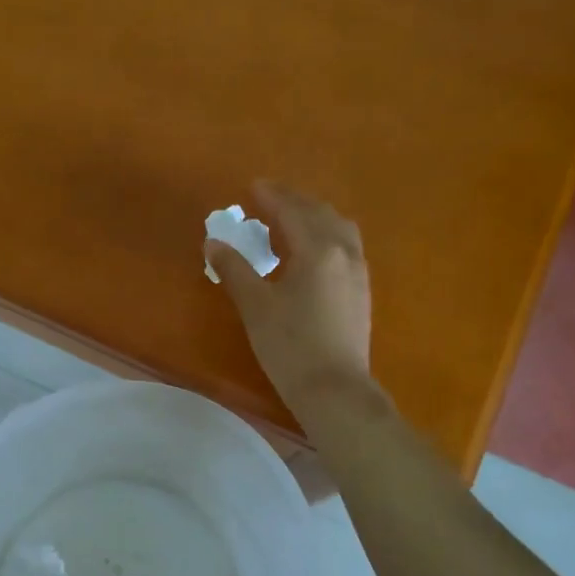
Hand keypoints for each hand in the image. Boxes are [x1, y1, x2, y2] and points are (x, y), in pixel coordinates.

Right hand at [205, 181, 372, 418]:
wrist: (334, 390)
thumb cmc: (289, 346)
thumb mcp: (255, 306)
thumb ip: (234, 269)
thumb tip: (213, 242)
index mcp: (317, 249)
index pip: (292, 211)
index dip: (272, 196)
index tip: (253, 185)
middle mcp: (343, 252)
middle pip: (320, 213)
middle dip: (294, 201)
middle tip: (269, 198)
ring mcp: (358, 271)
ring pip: (339, 228)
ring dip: (314, 215)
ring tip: (291, 219)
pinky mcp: (361, 291)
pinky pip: (346, 246)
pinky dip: (326, 234)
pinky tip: (312, 251)